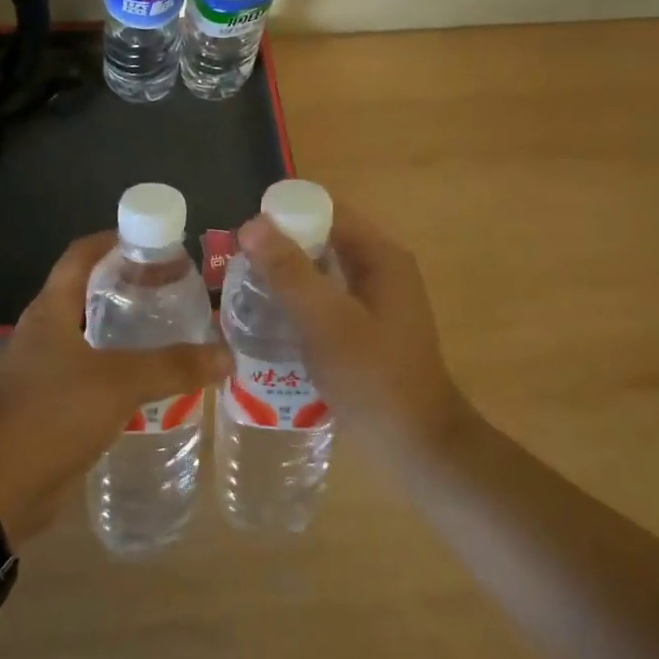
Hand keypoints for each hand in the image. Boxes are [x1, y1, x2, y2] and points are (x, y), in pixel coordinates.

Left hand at [0, 233, 230, 540]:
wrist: (3, 487)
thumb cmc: (55, 415)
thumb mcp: (119, 383)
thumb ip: (173, 366)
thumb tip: (225, 355)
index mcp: (51, 309)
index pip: (81, 254)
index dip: (113, 239)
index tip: (154, 241)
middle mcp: (45, 329)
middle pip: (88, 289)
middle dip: (128, 283)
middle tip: (173, 285)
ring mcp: (46, 365)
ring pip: (91, 330)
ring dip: (125, 325)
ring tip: (170, 325)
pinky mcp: (53, 398)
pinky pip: (91, 367)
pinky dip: (119, 363)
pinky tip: (151, 376)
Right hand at [234, 203, 467, 449]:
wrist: (420, 448)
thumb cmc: (373, 380)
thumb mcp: (325, 323)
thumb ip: (289, 272)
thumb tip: (251, 223)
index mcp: (380, 256)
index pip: (326, 210)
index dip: (284, 215)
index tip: (243, 237)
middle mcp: (382, 268)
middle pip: (323, 237)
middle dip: (281, 246)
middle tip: (238, 266)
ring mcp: (378, 299)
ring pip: (323, 268)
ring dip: (287, 274)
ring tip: (246, 290)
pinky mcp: (370, 326)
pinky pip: (328, 296)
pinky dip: (301, 299)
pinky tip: (273, 319)